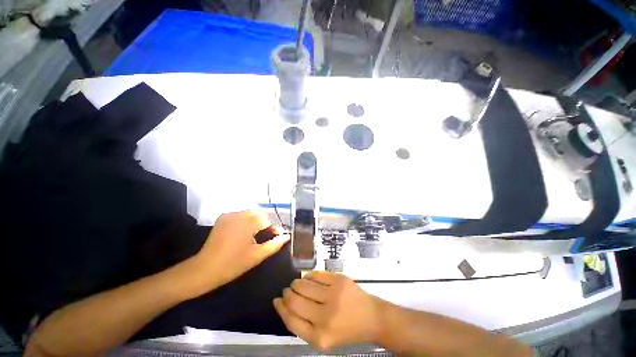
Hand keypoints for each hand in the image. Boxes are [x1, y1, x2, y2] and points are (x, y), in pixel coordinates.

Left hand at [188, 211, 289, 295]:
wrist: (204, 270)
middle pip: (259, 214)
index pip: (267, 221)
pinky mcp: (223, 217)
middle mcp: (238, 215)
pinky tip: (244, 231)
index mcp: (247, 223)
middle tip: (266, 237)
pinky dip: (246, 220)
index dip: (273, 229)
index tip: (276, 238)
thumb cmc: (233, 265)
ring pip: (250, 213)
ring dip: (256, 221)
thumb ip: (274, 244)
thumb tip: (287, 236)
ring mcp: (229, 215)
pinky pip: (240, 215)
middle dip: (265, 224)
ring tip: (256, 235)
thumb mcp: (257, 256)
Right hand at [273, 272, 383, 350]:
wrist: (371, 317)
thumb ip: (302, 324)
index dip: (280, 308)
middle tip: (287, 290)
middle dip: (287, 293)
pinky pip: (316, 274)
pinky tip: (309, 279)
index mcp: (320, 337)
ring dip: (296, 283)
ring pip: (303, 284)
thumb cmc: (345, 330)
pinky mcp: (339, 280)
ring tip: (296, 284)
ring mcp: (333, 295)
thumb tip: (283, 303)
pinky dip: (308, 276)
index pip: (291, 320)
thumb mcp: (323, 338)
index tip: (276, 300)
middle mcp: (325, 317)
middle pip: (295, 300)